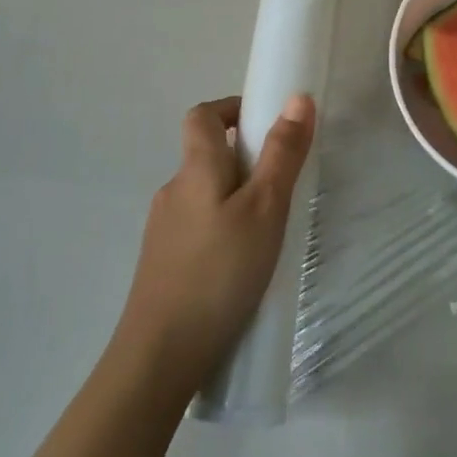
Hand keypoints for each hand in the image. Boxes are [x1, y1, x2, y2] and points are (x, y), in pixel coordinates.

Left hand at [114, 94, 314, 396]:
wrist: (158, 358)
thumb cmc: (219, 272)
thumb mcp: (265, 208)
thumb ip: (282, 153)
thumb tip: (297, 97)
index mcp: (195, 168)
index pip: (203, 115)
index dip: (232, 108)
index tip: (265, 124)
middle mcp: (173, 191)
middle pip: (206, 155)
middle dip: (245, 160)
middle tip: (283, 186)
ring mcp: (163, 231)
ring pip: (205, 196)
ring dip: (236, 199)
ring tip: (269, 232)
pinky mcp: (162, 265)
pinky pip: (198, 229)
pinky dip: (223, 230)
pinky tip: (243, 267)